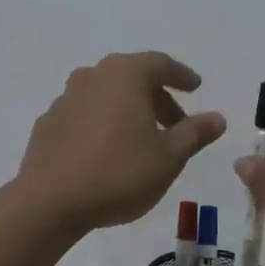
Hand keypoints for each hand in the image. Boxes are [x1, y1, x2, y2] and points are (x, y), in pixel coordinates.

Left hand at [16, 52, 225, 230]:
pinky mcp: (48, 123)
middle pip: (132, 77)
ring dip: (128, 110)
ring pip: (106, 95)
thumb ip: (194, 133)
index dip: (182, 75)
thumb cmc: (119, 173)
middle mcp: (93, 76)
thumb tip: (217, 118)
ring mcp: (65, 98)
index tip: (195, 87)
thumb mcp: (169, 157)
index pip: (160, 64)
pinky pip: (84, 114)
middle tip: (175, 123)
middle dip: (157, 97)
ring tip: (142, 139)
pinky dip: (102, 124)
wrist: (50, 201)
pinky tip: (107, 151)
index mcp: (125, 74)